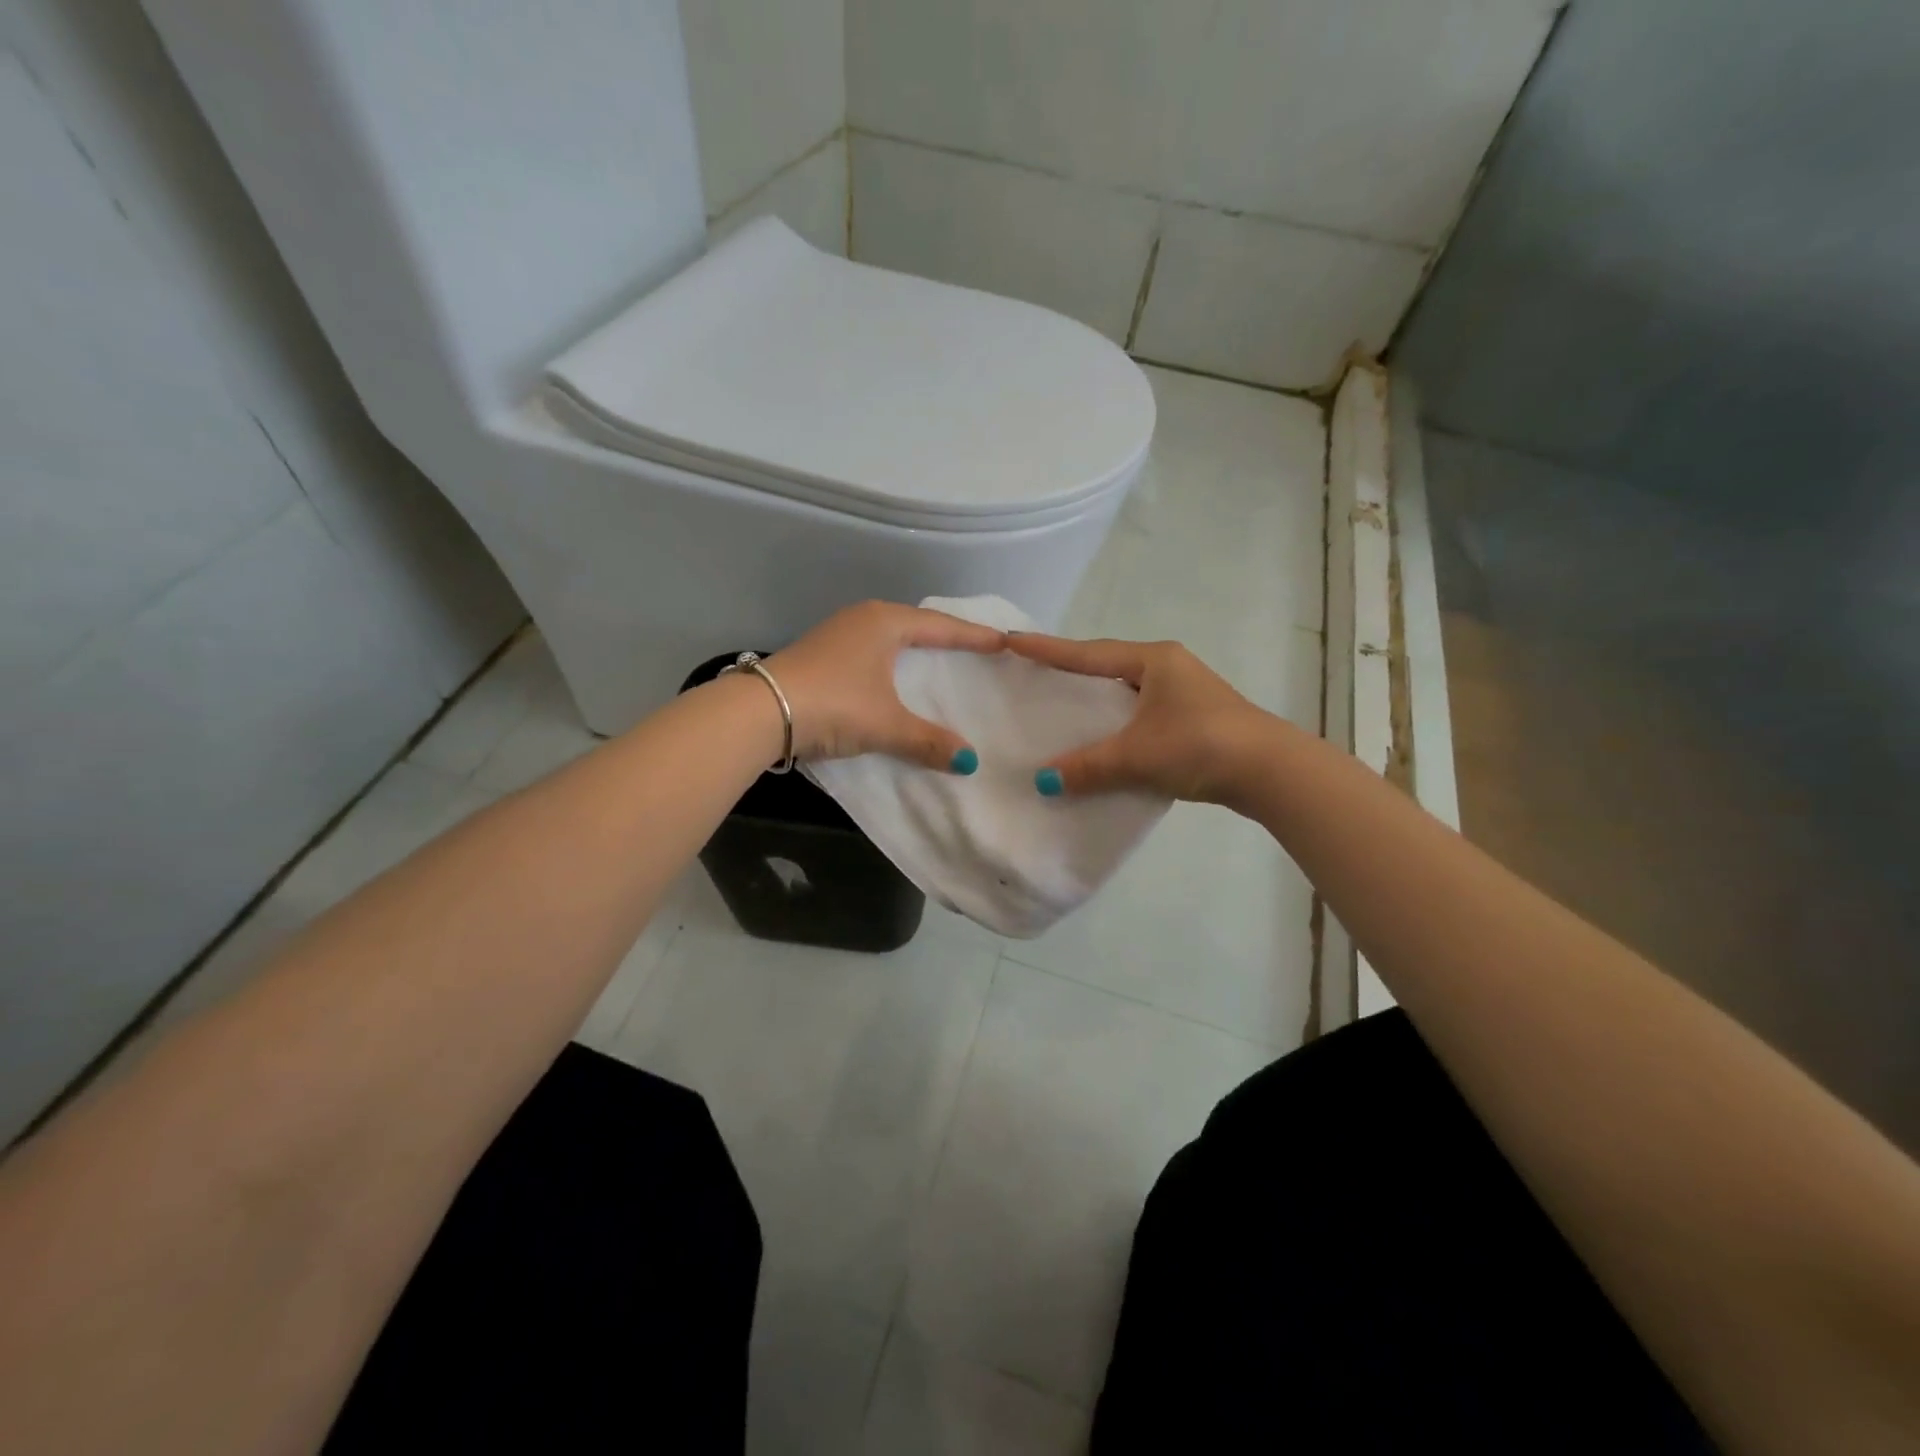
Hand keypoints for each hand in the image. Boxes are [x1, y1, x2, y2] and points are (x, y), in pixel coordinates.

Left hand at [765, 601, 1005, 769]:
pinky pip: (872, 653)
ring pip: (890, 639)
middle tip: (975, 648)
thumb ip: (928, 741)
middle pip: (916, 625)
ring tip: (940, 662)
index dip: (973, 636)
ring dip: (915, 650)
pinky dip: (892, 664)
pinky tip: (896, 680)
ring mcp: (838, 635)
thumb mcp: (886, 724)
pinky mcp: (822, 655)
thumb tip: (969, 762)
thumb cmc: (834, 704)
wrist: (760, 712)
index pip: (941, 626)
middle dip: (945, 637)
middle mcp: (863, 619)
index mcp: (885, 622)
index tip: (1002, 642)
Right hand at [1005, 634, 1272, 802]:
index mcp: (1153, 660)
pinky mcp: (1194, 720)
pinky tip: (1103, 743)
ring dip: (1098, 703)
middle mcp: (1168, 668)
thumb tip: (1044, 781)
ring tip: (1063, 710)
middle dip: (1073, 671)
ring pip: (1127, 694)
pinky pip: (1141, 717)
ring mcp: (1185, 694)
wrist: (1272, 772)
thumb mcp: (1136, 755)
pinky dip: (1118, 727)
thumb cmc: (1200, 745)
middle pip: (1108, 667)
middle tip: (1035, 673)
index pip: (1088, 653)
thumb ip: (1088, 766)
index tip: (1013, 640)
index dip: (1049, 650)